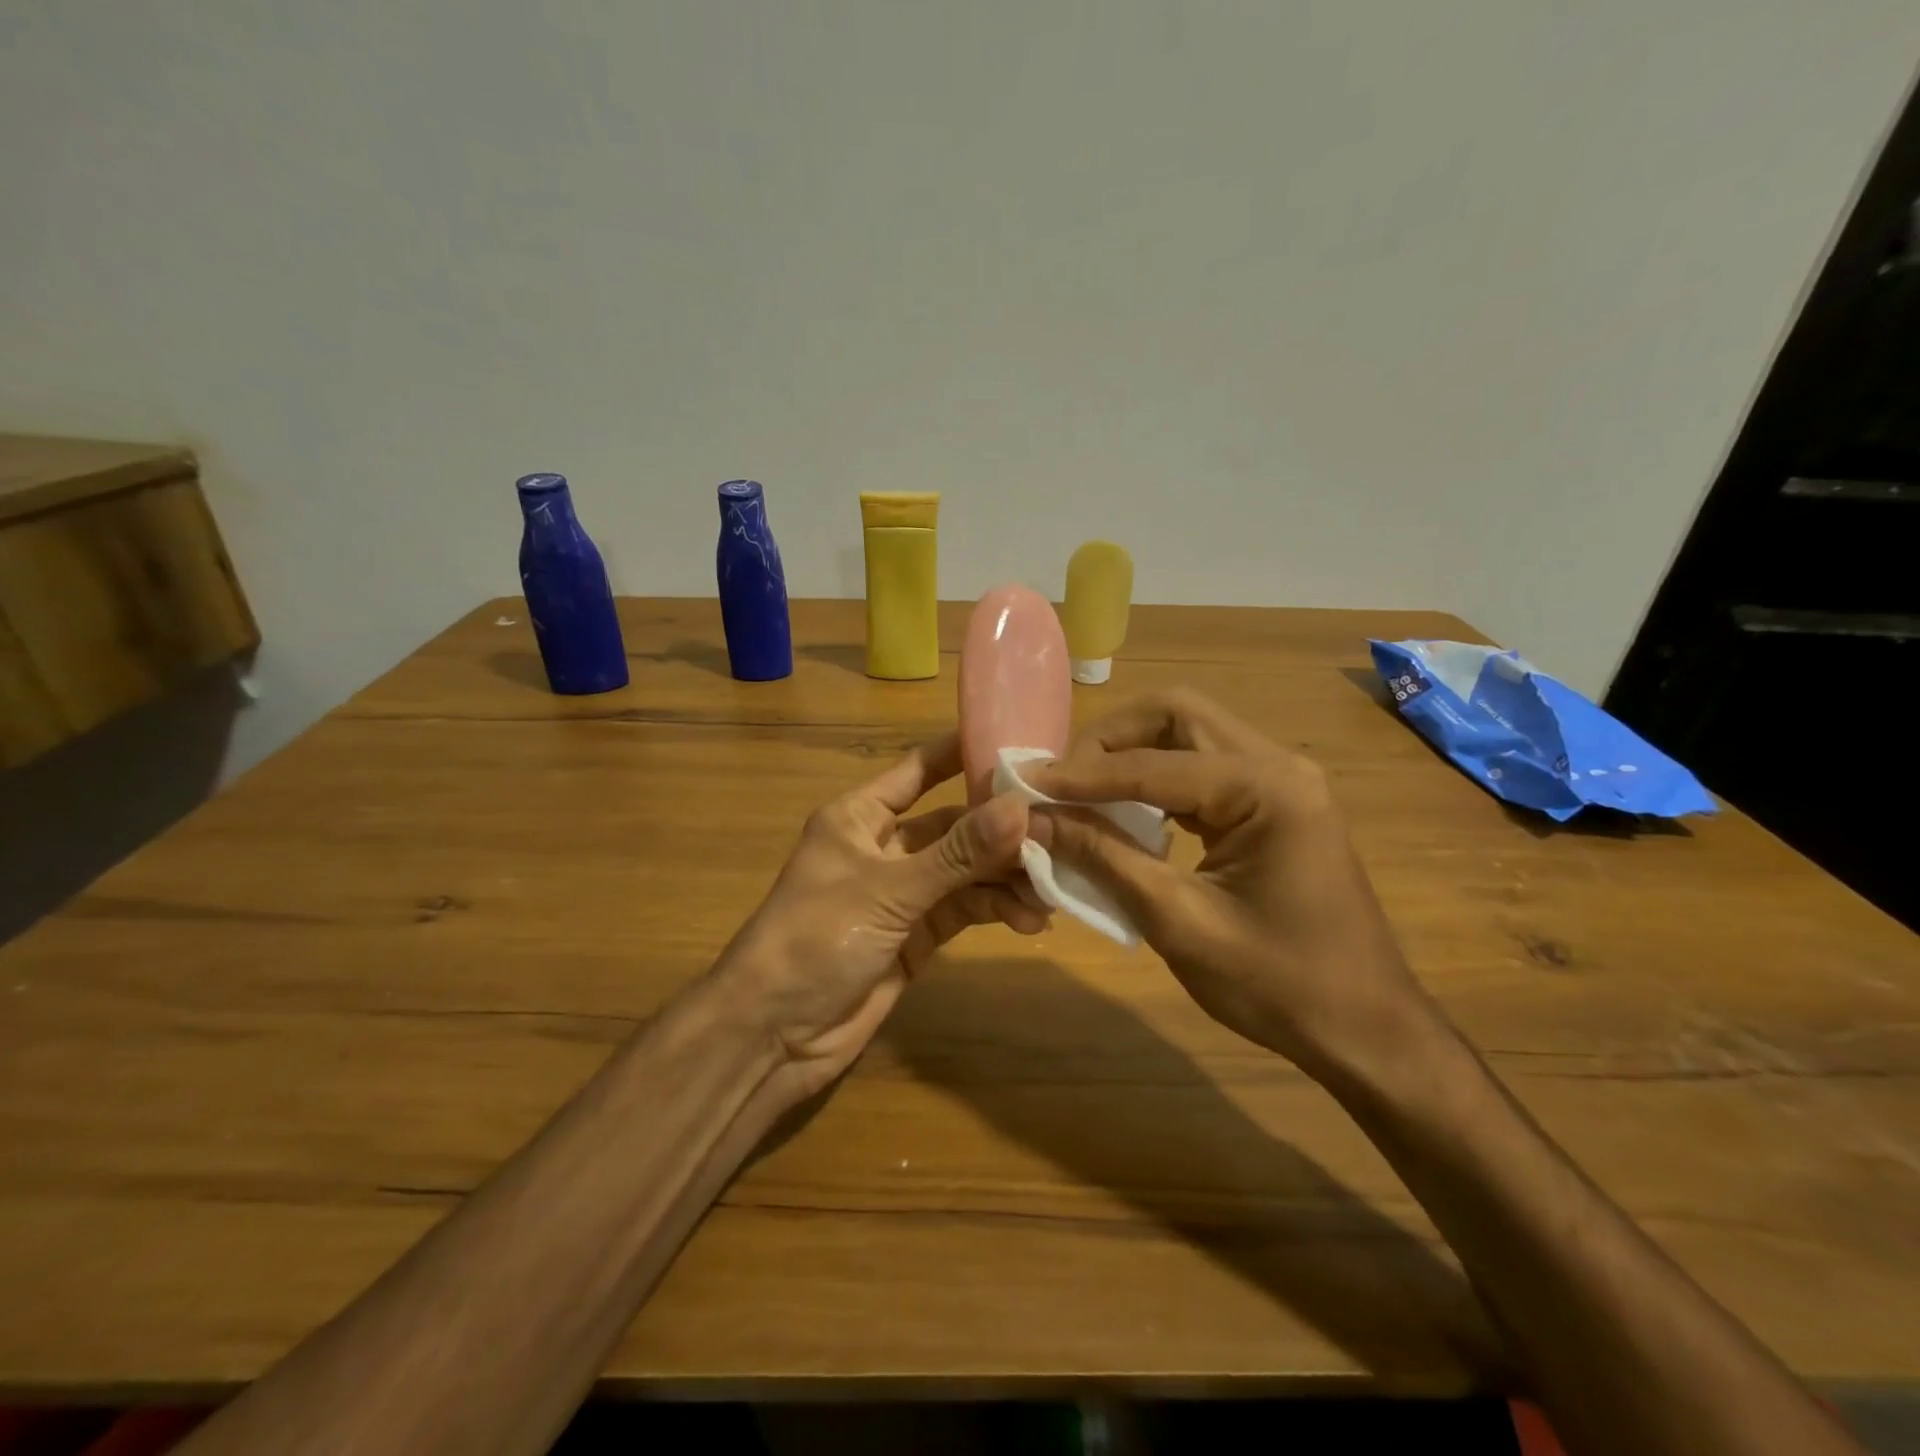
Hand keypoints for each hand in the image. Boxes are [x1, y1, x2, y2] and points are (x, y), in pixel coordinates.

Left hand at [717, 732, 1047, 1101]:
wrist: (774, 1034)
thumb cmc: (816, 938)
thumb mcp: (889, 890)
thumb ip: (957, 854)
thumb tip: (1020, 808)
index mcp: (861, 817)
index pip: (919, 770)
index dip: (964, 754)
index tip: (1021, 744)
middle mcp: (885, 847)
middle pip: (954, 825)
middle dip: (1001, 830)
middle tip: (1057, 832)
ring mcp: (903, 893)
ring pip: (966, 870)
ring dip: (1005, 876)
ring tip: (1050, 887)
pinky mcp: (918, 935)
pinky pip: (965, 909)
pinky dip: (996, 910)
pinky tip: (1030, 919)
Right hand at [1026, 689, 1447, 1085]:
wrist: (1366, 1030)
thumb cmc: (1278, 985)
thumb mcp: (1179, 922)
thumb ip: (1104, 858)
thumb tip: (1034, 819)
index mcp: (1267, 788)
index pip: (1153, 763)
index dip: (1082, 774)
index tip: (1024, 783)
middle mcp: (1277, 764)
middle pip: (1176, 715)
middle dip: (1110, 740)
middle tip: (1060, 780)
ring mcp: (1280, 780)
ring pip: (1188, 734)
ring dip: (1130, 755)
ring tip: (1080, 792)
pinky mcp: (1274, 802)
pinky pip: (1202, 768)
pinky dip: (1155, 780)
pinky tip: (1124, 811)